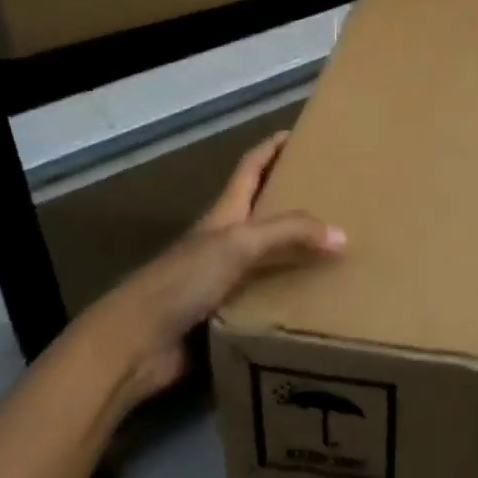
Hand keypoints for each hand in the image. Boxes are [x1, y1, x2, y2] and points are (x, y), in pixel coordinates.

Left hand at [99, 132, 343, 407]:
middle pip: (262, 211)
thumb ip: (289, 234)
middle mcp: (224, 241)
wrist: (134, 345)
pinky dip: (289, 297)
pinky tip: (317, 302)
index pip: (251, 167)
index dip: (272, 147)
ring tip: (339, 249)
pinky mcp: (224, 316)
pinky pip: (266, 300)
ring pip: (268, 258)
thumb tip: (343, 235)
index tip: (300, 132)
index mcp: (224, 214)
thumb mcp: (238, 244)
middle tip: (336, 195)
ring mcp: (221, 280)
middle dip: (294, 198)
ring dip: (297, 252)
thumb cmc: (182, 280)